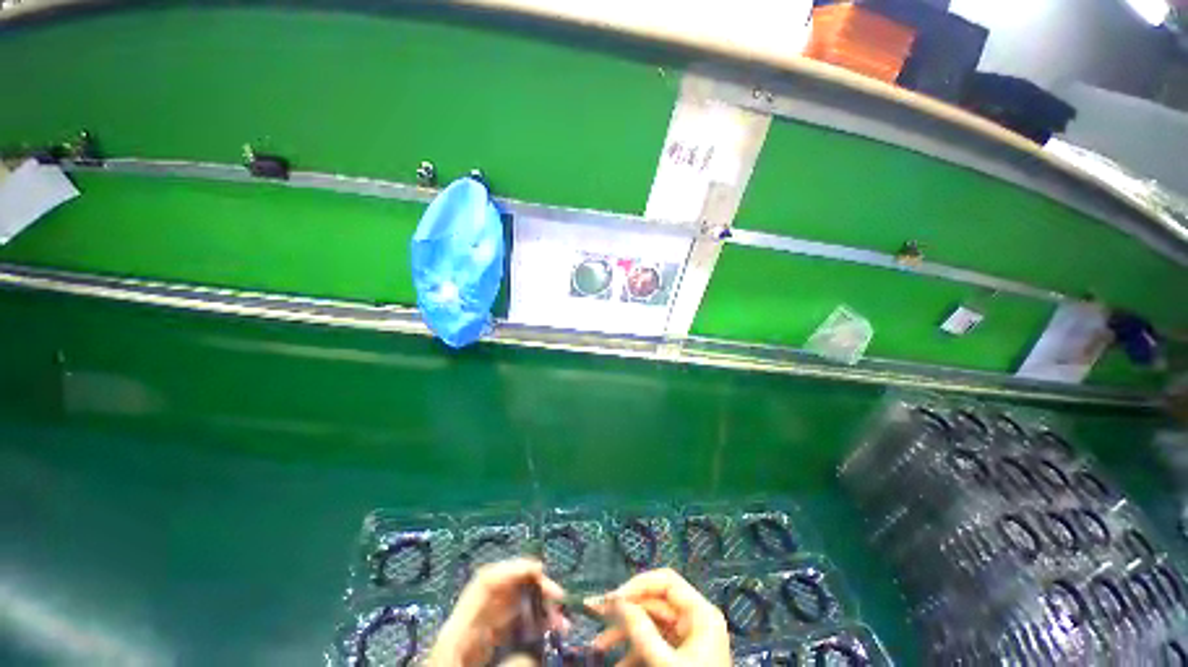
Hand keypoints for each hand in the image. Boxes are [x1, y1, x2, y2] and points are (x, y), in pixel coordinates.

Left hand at [427, 558, 564, 666]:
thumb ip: (508, 666)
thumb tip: (533, 656)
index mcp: (457, 629)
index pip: (486, 582)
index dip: (513, 568)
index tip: (542, 571)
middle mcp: (466, 626)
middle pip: (502, 591)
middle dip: (533, 588)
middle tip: (560, 601)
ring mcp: (472, 639)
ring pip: (508, 609)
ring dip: (535, 607)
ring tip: (560, 621)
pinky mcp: (479, 652)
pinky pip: (507, 629)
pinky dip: (528, 625)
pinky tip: (545, 632)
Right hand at [593, 569, 730, 666]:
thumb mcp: (665, 662)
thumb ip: (642, 631)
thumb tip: (619, 602)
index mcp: (701, 613)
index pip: (665, 582)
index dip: (637, 585)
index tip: (613, 598)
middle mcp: (695, 620)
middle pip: (654, 603)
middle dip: (624, 612)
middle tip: (595, 613)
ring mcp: (688, 639)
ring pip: (650, 624)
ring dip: (623, 634)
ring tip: (599, 646)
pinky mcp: (681, 656)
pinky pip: (654, 644)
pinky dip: (634, 651)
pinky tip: (616, 662)